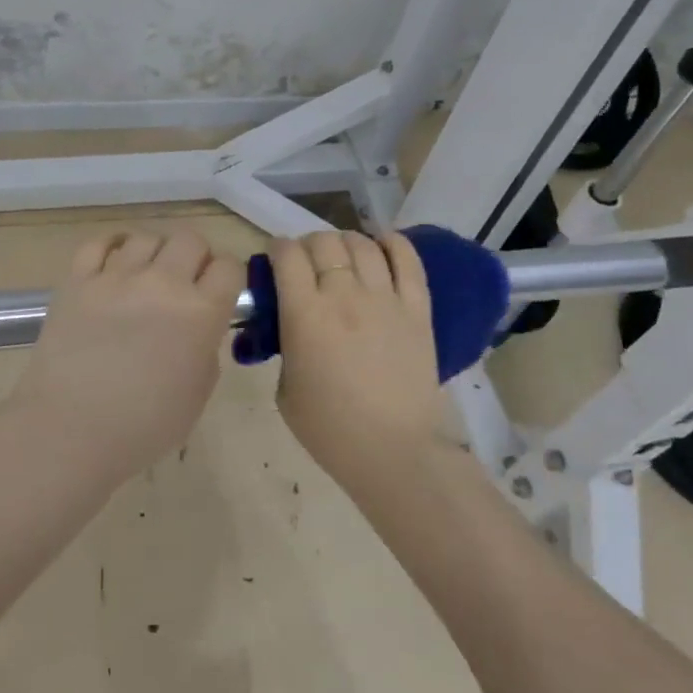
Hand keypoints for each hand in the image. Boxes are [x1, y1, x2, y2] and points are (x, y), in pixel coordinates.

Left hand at [15, 227, 244, 481]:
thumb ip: (205, 349)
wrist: (70, 430)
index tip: (220, 293)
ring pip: (147, 237)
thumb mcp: (197, 393)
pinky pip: (98, 243)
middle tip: (186, 283)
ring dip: (155, 253)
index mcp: (200, 313)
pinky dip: (111, 247)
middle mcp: (162, 283)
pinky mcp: (77, 280)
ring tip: (147, 276)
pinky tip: (114, 263)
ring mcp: (116, 277)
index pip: (229, 267)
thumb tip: (198, 328)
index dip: (228, 278)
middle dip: (195, 257)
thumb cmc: (143, 426)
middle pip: (191, 239)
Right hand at [272, 230, 448, 485]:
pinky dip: (392, 243)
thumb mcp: (285, 387)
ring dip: (345, 242)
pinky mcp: (417, 308)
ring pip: (361, 244)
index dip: (277, 249)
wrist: (393, 451)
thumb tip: (291, 322)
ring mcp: (385, 298)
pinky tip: (382, 243)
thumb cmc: (329, 428)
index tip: (275, 259)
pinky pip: (407, 260)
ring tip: (342, 256)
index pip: (287, 255)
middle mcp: (344, 295)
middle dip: (308, 245)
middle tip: (307, 263)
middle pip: (323, 242)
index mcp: (305, 314)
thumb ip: (285, 344)